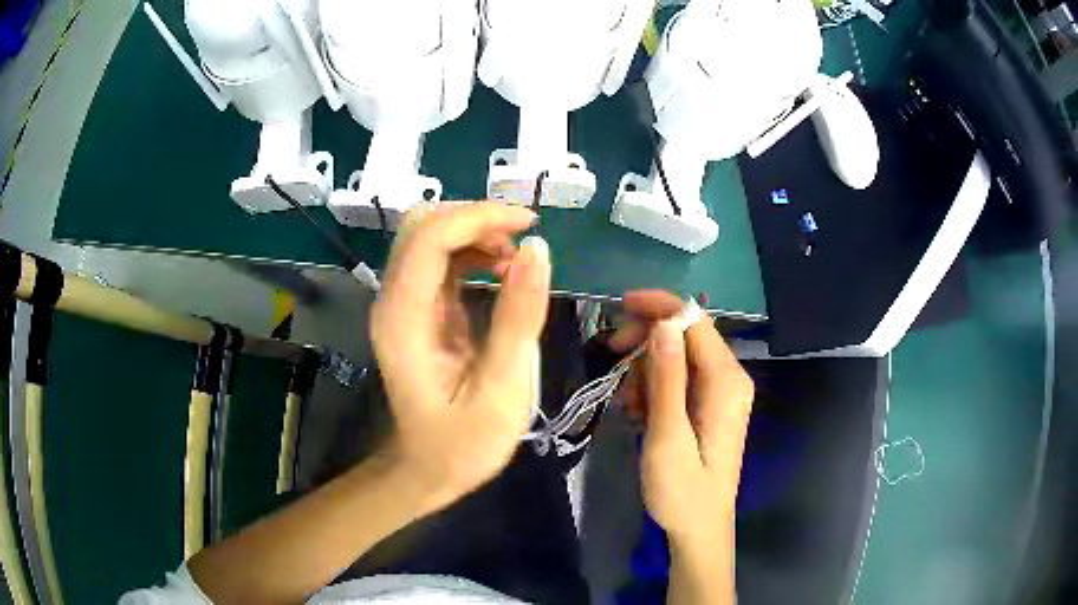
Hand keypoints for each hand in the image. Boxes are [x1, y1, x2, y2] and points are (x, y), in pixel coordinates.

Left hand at [370, 203, 550, 507]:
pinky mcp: (416, 310)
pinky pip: (439, 260)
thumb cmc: (464, 442)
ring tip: (517, 260)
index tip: (531, 225)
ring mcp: (401, 303)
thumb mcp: (502, 387)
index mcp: (405, 318)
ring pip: (429, 236)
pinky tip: (500, 271)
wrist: (428, 469)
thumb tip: (538, 248)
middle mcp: (393, 301)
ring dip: (475, 233)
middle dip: (476, 219)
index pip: (430, 236)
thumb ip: (518, 316)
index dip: (480, 216)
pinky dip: (472, 251)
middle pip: (422, 225)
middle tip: (523, 241)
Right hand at [609, 290, 753, 546]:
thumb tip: (664, 323)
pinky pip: (678, 379)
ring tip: (628, 403)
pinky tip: (638, 411)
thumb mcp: (668, 436)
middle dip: (646, 340)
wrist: (698, 529)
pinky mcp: (708, 406)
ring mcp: (720, 392)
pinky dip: (653, 386)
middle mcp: (729, 378)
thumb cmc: (682, 491)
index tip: (618, 307)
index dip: (658, 306)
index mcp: (726, 381)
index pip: (694, 321)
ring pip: (677, 356)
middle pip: (685, 334)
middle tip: (611, 356)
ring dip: (645, 368)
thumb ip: (667, 378)